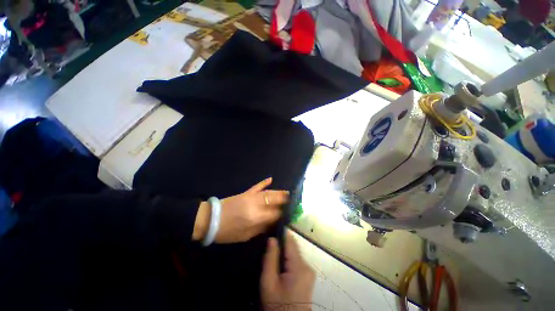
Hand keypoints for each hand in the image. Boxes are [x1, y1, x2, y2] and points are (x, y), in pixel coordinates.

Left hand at [193, 177, 288, 242]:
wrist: (210, 219)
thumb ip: (260, 228)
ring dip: (278, 192)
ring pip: (268, 193)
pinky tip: (270, 179)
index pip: (274, 214)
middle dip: (283, 200)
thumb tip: (272, 222)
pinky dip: (264, 182)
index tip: (287, 214)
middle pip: (273, 201)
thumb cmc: (228, 232)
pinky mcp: (245, 192)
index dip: (281, 214)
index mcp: (256, 218)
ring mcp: (251, 197)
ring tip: (287, 192)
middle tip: (291, 199)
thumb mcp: (245, 236)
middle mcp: (256, 205)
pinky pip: (257, 186)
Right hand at [261, 231, 315, 310]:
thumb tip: (272, 238)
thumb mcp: (268, 283)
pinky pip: (297, 261)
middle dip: (282, 244)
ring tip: (272, 252)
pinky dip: (288, 259)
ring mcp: (309, 271)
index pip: (291, 241)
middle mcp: (307, 266)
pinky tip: (280, 263)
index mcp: (299, 267)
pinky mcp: (308, 276)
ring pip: (295, 253)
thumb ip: (270, 259)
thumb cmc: (277, 306)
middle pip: (293, 247)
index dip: (282, 233)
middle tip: (268, 243)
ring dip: (284, 251)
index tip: (272, 228)